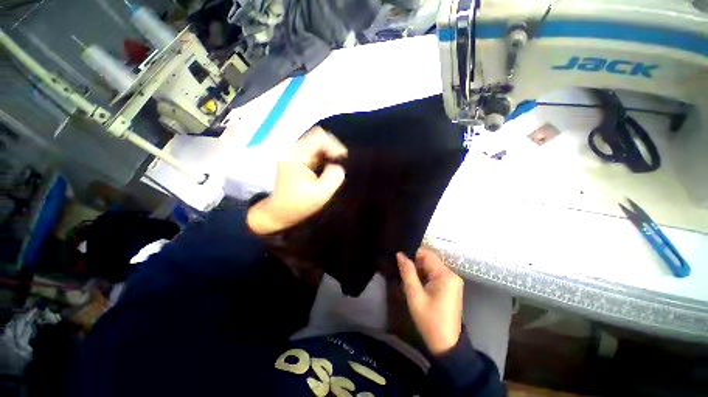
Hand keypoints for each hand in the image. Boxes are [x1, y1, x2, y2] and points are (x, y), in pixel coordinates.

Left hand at [247, 126, 347, 234]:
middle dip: (332, 148)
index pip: (320, 136)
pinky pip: (313, 150)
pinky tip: (326, 167)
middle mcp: (293, 149)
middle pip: (318, 136)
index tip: (341, 160)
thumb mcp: (321, 194)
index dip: (334, 145)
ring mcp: (293, 153)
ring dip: (328, 152)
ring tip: (334, 166)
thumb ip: (334, 177)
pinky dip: (323, 156)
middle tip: (340, 163)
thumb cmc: (298, 205)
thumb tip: (338, 165)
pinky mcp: (296, 158)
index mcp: (297, 155)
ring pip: (317, 142)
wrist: (279, 212)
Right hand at [396, 248, 463, 355]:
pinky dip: (425, 278)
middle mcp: (452, 274)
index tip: (401, 264)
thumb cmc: (429, 320)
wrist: (446, 344)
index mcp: (445, 275)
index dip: (412, 256)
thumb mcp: (414, 295)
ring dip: (419, 272)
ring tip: (410, 283)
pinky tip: (418, 287)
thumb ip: (407, 272)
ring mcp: (453, 281)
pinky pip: (435, 275)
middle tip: (404, 277)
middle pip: (429, 260)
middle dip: (415, 266)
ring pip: (431, 267)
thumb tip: (400, 254)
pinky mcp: (451, 287)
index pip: (426, 254)